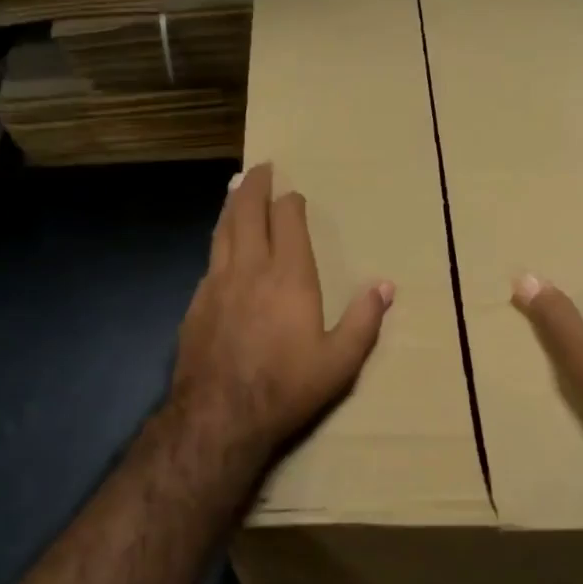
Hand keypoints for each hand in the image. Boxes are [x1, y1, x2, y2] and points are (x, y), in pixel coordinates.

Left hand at [169, 163, 393, 468]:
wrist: (220, 414)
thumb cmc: (286, 387)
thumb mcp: (340, 363)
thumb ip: (364, 321)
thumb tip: (386, 286)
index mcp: (289, 277)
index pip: (287, 221)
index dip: (291, 203)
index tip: (294, 195)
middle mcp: (250, 269)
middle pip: (248, 213)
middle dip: (255, 186)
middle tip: (260, 168)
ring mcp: (217, 284)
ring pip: (223, 230)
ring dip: (232, 205)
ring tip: (235, 188)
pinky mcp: (196, 303)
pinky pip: (210, 259)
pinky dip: (218, 240)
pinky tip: (220, 245)